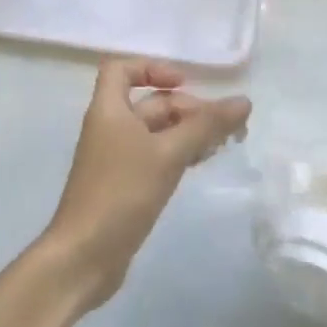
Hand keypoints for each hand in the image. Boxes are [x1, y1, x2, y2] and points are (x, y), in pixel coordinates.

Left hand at [44, 58, 250, 310]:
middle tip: (224, 127)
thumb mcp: (169, 154)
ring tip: (221, 145)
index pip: (121, 70)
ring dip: (188, 133)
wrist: (83, 257)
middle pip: (151, 103)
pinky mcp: (124, 186)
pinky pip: (155, 157)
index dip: (152, 68)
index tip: (184, 84)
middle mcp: (110, 129)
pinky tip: (201, 164)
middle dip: (188, 109)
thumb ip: (207, 125)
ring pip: (157, 132)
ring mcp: (117, 159)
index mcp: (109, 111)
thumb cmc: (121, 193)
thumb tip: (244, 101)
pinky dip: (179, 154)